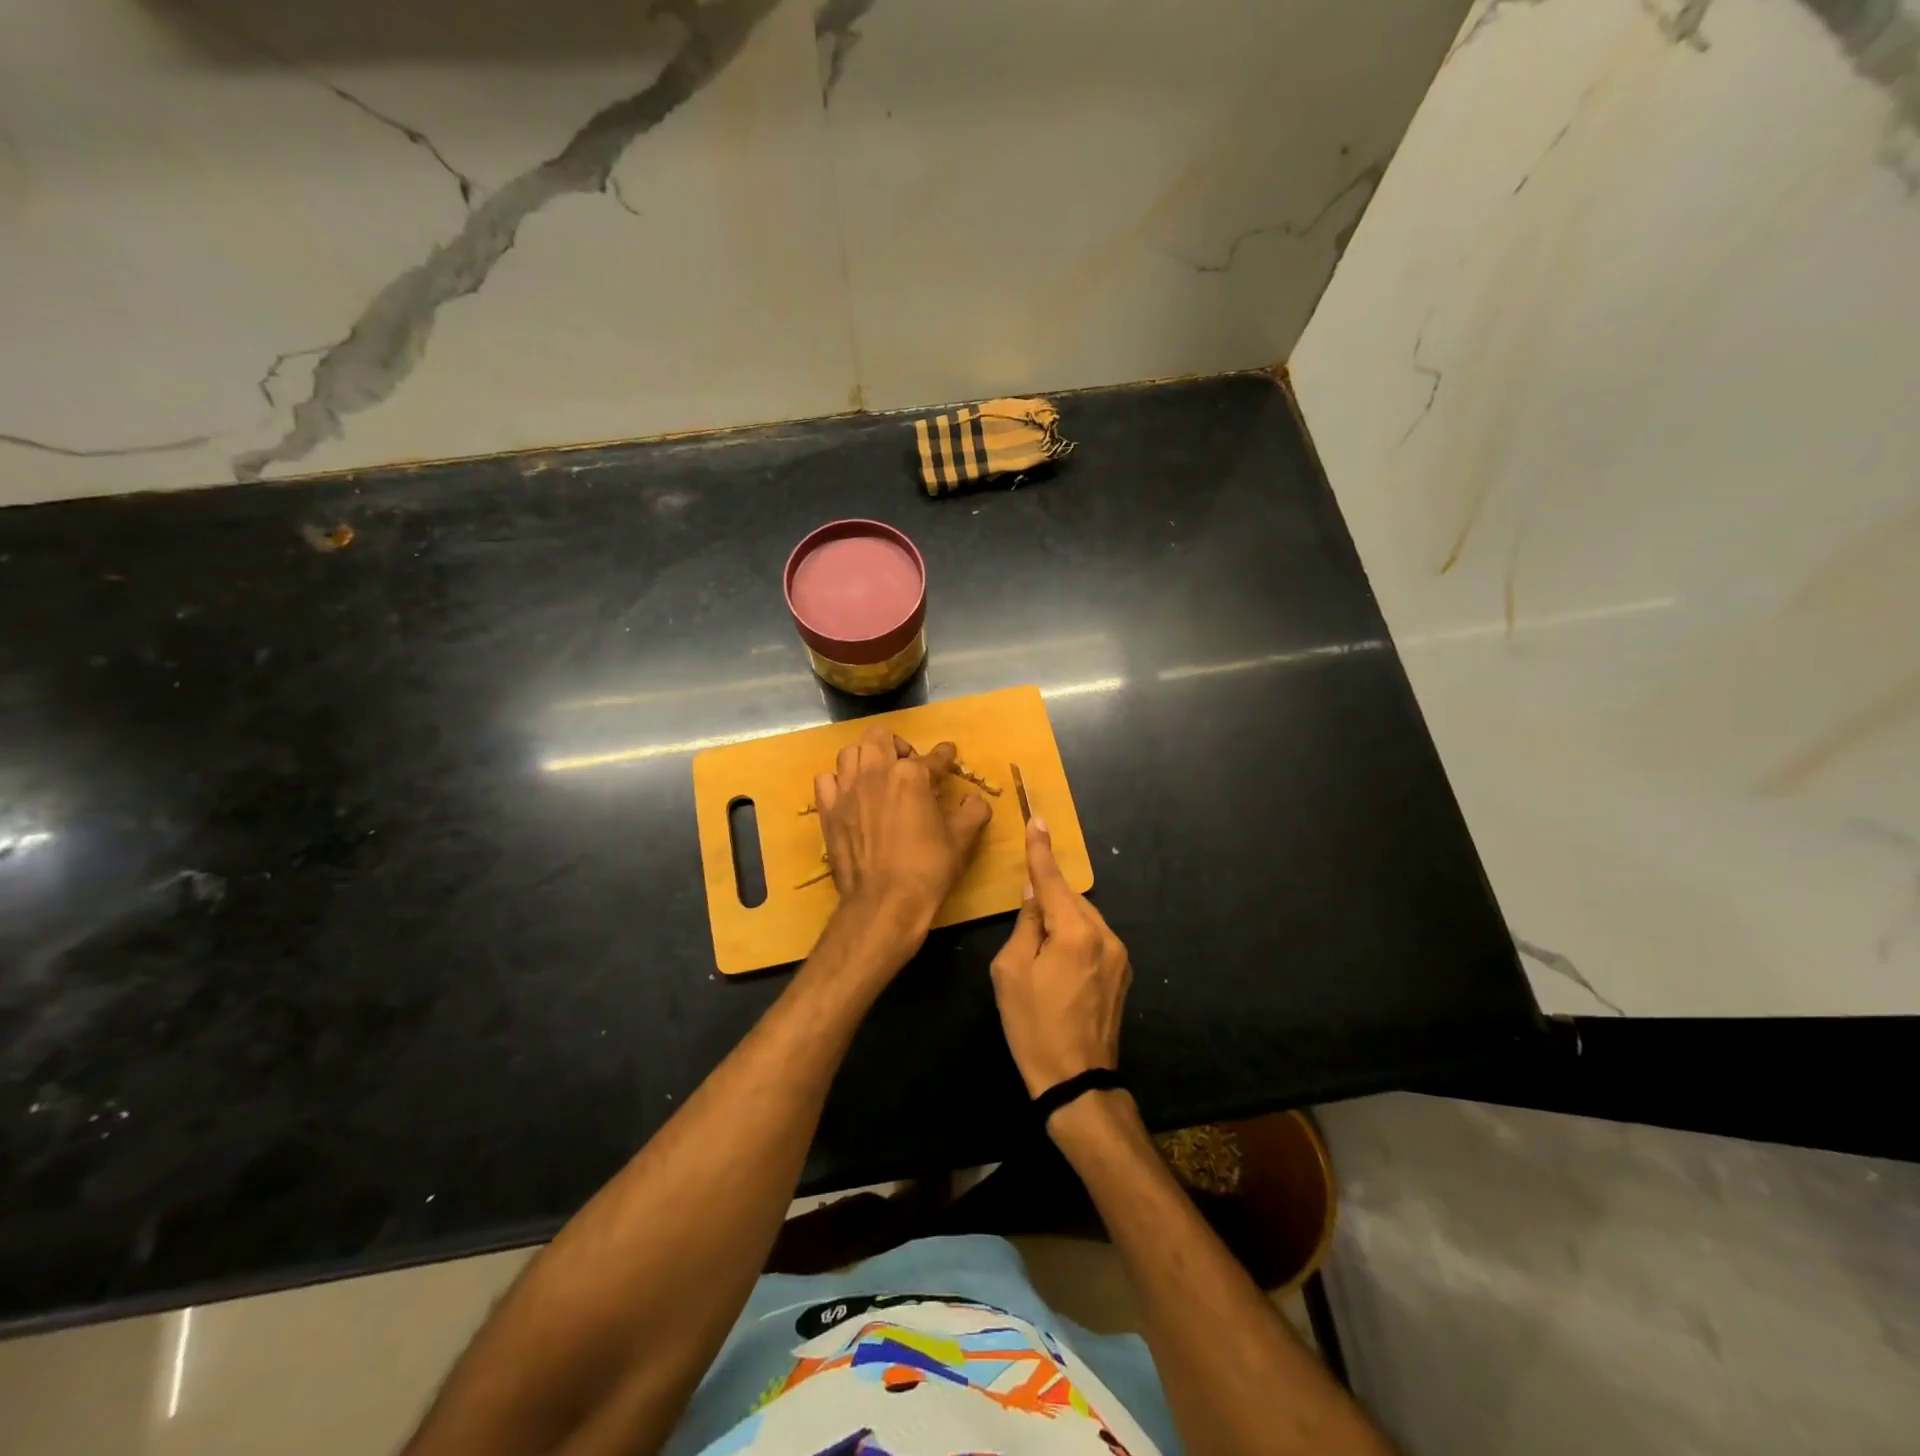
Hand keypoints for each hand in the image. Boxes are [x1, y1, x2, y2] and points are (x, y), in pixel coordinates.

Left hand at [815, 725, 991, 944]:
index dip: (945, 755)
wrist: (884, 902)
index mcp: (911, 775)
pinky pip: (826, 780)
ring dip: (866, 758)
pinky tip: (850, 795)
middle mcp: (876, 772)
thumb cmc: (927, 868)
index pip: (933, 756)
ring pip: (850, 753)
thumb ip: (973, 811)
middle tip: (908, 765)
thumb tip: (975, 799)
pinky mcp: (828, 810)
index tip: (948, 755)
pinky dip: (838, 782)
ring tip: (877, 776)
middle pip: (880, 736)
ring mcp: (847, 790)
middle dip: (897, 745)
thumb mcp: (961, 839)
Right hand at [990, 818, 1131, 1098]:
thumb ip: (1026, 923)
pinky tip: (1059, 957)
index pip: (1053, 880)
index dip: (1041, 850)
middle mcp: (1104, 935)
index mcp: (1074, 932)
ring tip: (1040, 942)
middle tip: (1025, 903)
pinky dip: (1075, 934)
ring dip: (1062, 917)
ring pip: (1084, 917)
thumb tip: (1034, 891)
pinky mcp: (1123, 972)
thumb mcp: (1012, 971)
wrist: (1077, 1081)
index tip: (1037, 820)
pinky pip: (1094, 937)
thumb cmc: (1033, 1026)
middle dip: (1048, 893)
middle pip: (1070, 898)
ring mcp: (1119, 954)